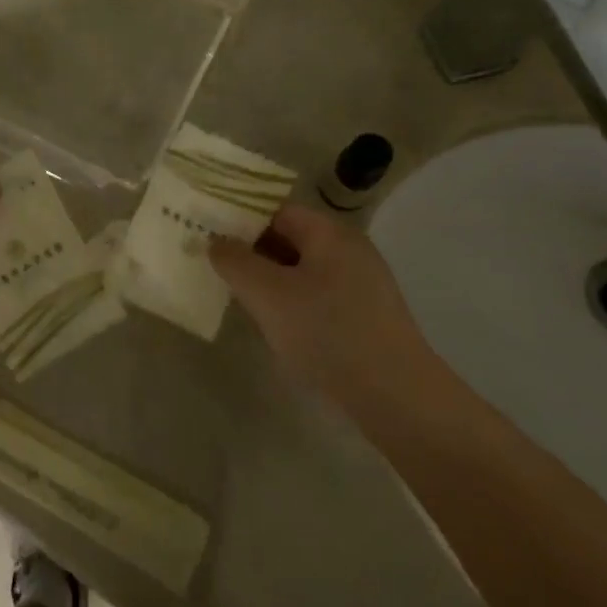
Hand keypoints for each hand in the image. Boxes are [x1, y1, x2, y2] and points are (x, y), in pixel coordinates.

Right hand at [209, 205, 434, 411]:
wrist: (396, 396)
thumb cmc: (327, 332)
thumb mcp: (268, 294)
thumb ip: (235, 262)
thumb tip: (216, 241)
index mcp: (329, 232)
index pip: (276, 210)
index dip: (241, 220)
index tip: (210, 237)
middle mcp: (349, 248)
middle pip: (290, 238)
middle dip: (254, 253)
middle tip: (219, 271)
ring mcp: (362, 283)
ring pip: (303, 270)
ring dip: (272, 281)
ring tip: (243, 301)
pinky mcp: (367, 315)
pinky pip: (319, 295)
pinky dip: (294, 302)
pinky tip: (279, 327)